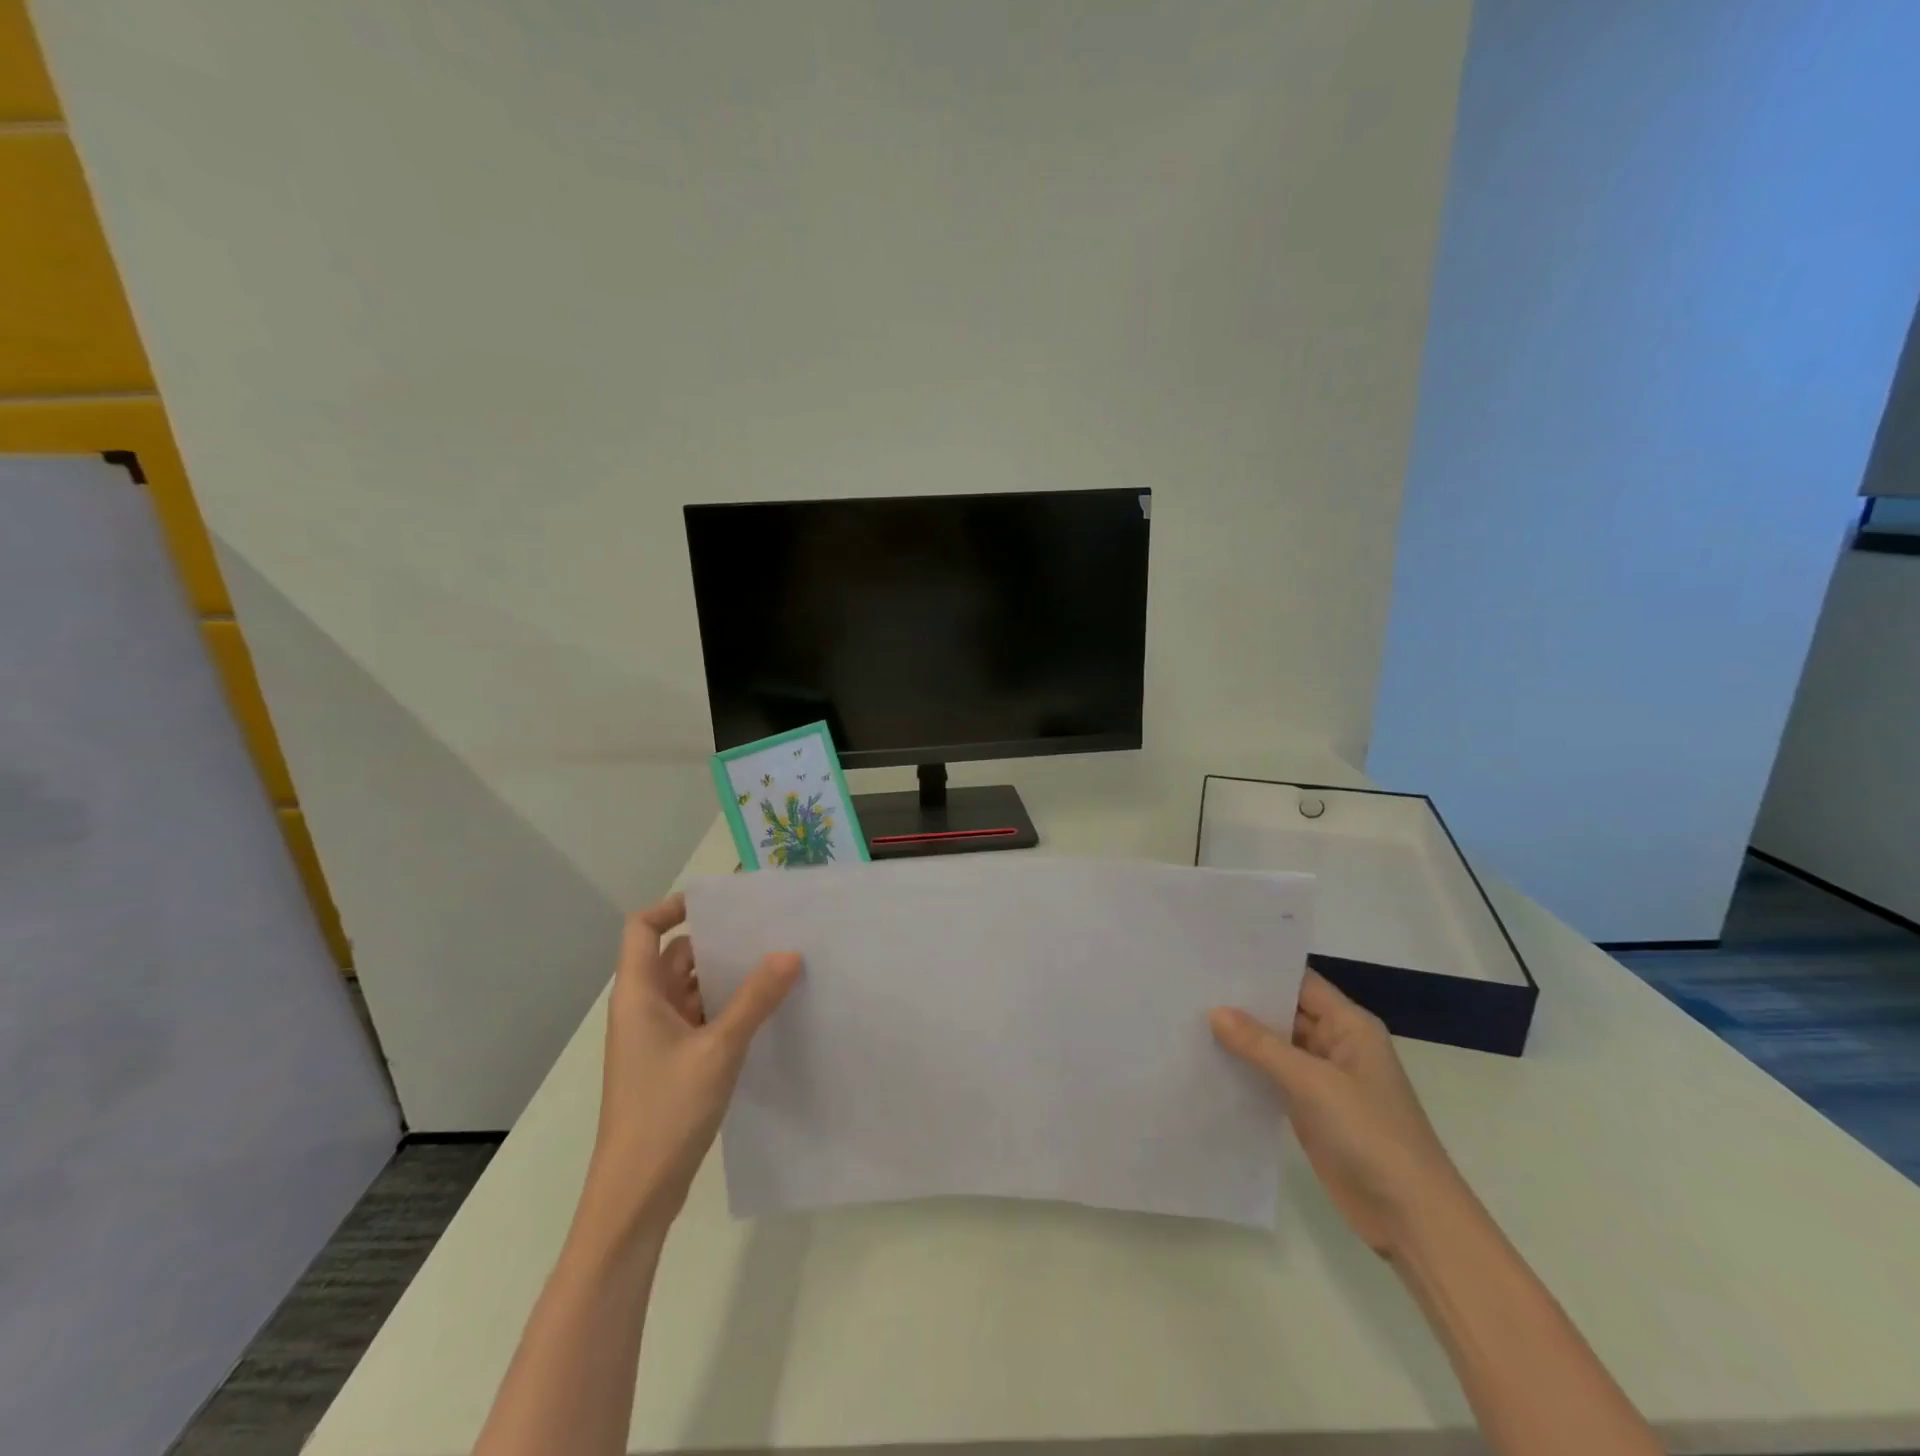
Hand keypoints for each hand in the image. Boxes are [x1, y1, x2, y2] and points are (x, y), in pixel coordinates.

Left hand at [575, 893, 800, 1250]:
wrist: (635, 1196)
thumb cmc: (666, 1112)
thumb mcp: (719, 1049)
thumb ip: (755, 999)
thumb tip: (790, 953)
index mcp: (638, 995)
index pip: (643, 928)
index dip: (674, 907)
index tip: (721, 904)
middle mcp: (643, 1009)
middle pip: (674, 956)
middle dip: (716, 941)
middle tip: (766, 929)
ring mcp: (657, 1038)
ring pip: (691, 989)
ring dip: (725, 977)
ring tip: (776, 963)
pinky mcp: (672, 1063)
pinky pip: (700, 1018)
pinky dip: (726, 1007)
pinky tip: (765, 1009)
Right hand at [1211, 970, 1466, 1255]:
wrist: (1410, 1218)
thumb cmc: (1371, 1134)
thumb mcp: (1313, 1083)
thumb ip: (1262, 1045)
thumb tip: (1215, 1011)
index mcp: (1349, 1025)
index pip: (1299, 982)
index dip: (1261, 969)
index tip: (1215, 957)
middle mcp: (1336, 1044)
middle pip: (1284, 1011)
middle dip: (1243, 1001)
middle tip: (1190, 984)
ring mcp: (1322, 1078)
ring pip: (1275, 1045)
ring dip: (1241, 1036)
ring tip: (1189, 1015)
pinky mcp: (1310, 1108)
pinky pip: (1272, 1076)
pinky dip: (1246, 1068)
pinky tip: (1208, 1060)